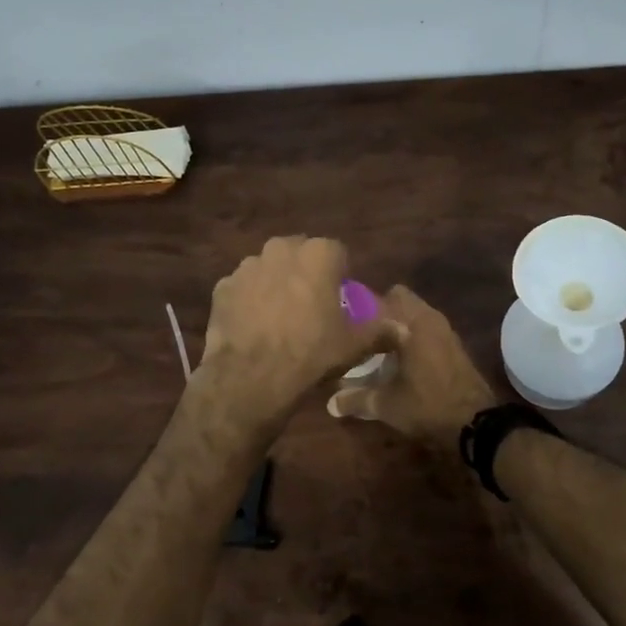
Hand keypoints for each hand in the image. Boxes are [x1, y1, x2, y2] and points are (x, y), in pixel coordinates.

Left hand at [196, 237, 402, 433]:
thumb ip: (381, 329)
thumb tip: (403, 327)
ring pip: (268, 269)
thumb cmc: (312, 352)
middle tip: (310, 307)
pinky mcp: (222, 287)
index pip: (337, 253)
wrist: (252, 377)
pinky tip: (254, 327)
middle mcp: (281, 249)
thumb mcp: (355, 344)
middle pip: (299, 255)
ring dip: (276, 284)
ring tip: (279, 319)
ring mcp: (247, 266)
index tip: (339, 300)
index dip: (340, 276)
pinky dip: (249, 301)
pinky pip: (243, 289)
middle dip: (305, 274)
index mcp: (318, 254)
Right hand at [326, 284, 498, 454]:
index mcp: (410, 323)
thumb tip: (330, 404)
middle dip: (379, 311)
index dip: (357, 307)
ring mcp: (445, 330)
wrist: (476, 424)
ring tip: (375, 345)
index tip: (342, 320)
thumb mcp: (386, 404)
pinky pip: (426, 328)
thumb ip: (356, 399)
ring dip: (397, 323)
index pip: (377, 299)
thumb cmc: (427, 405)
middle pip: (398, 299)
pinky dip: (412, 336)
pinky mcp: (454, 345)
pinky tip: (399, 358)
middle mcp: (428, 318)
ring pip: (414, 313)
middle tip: (358, 332)